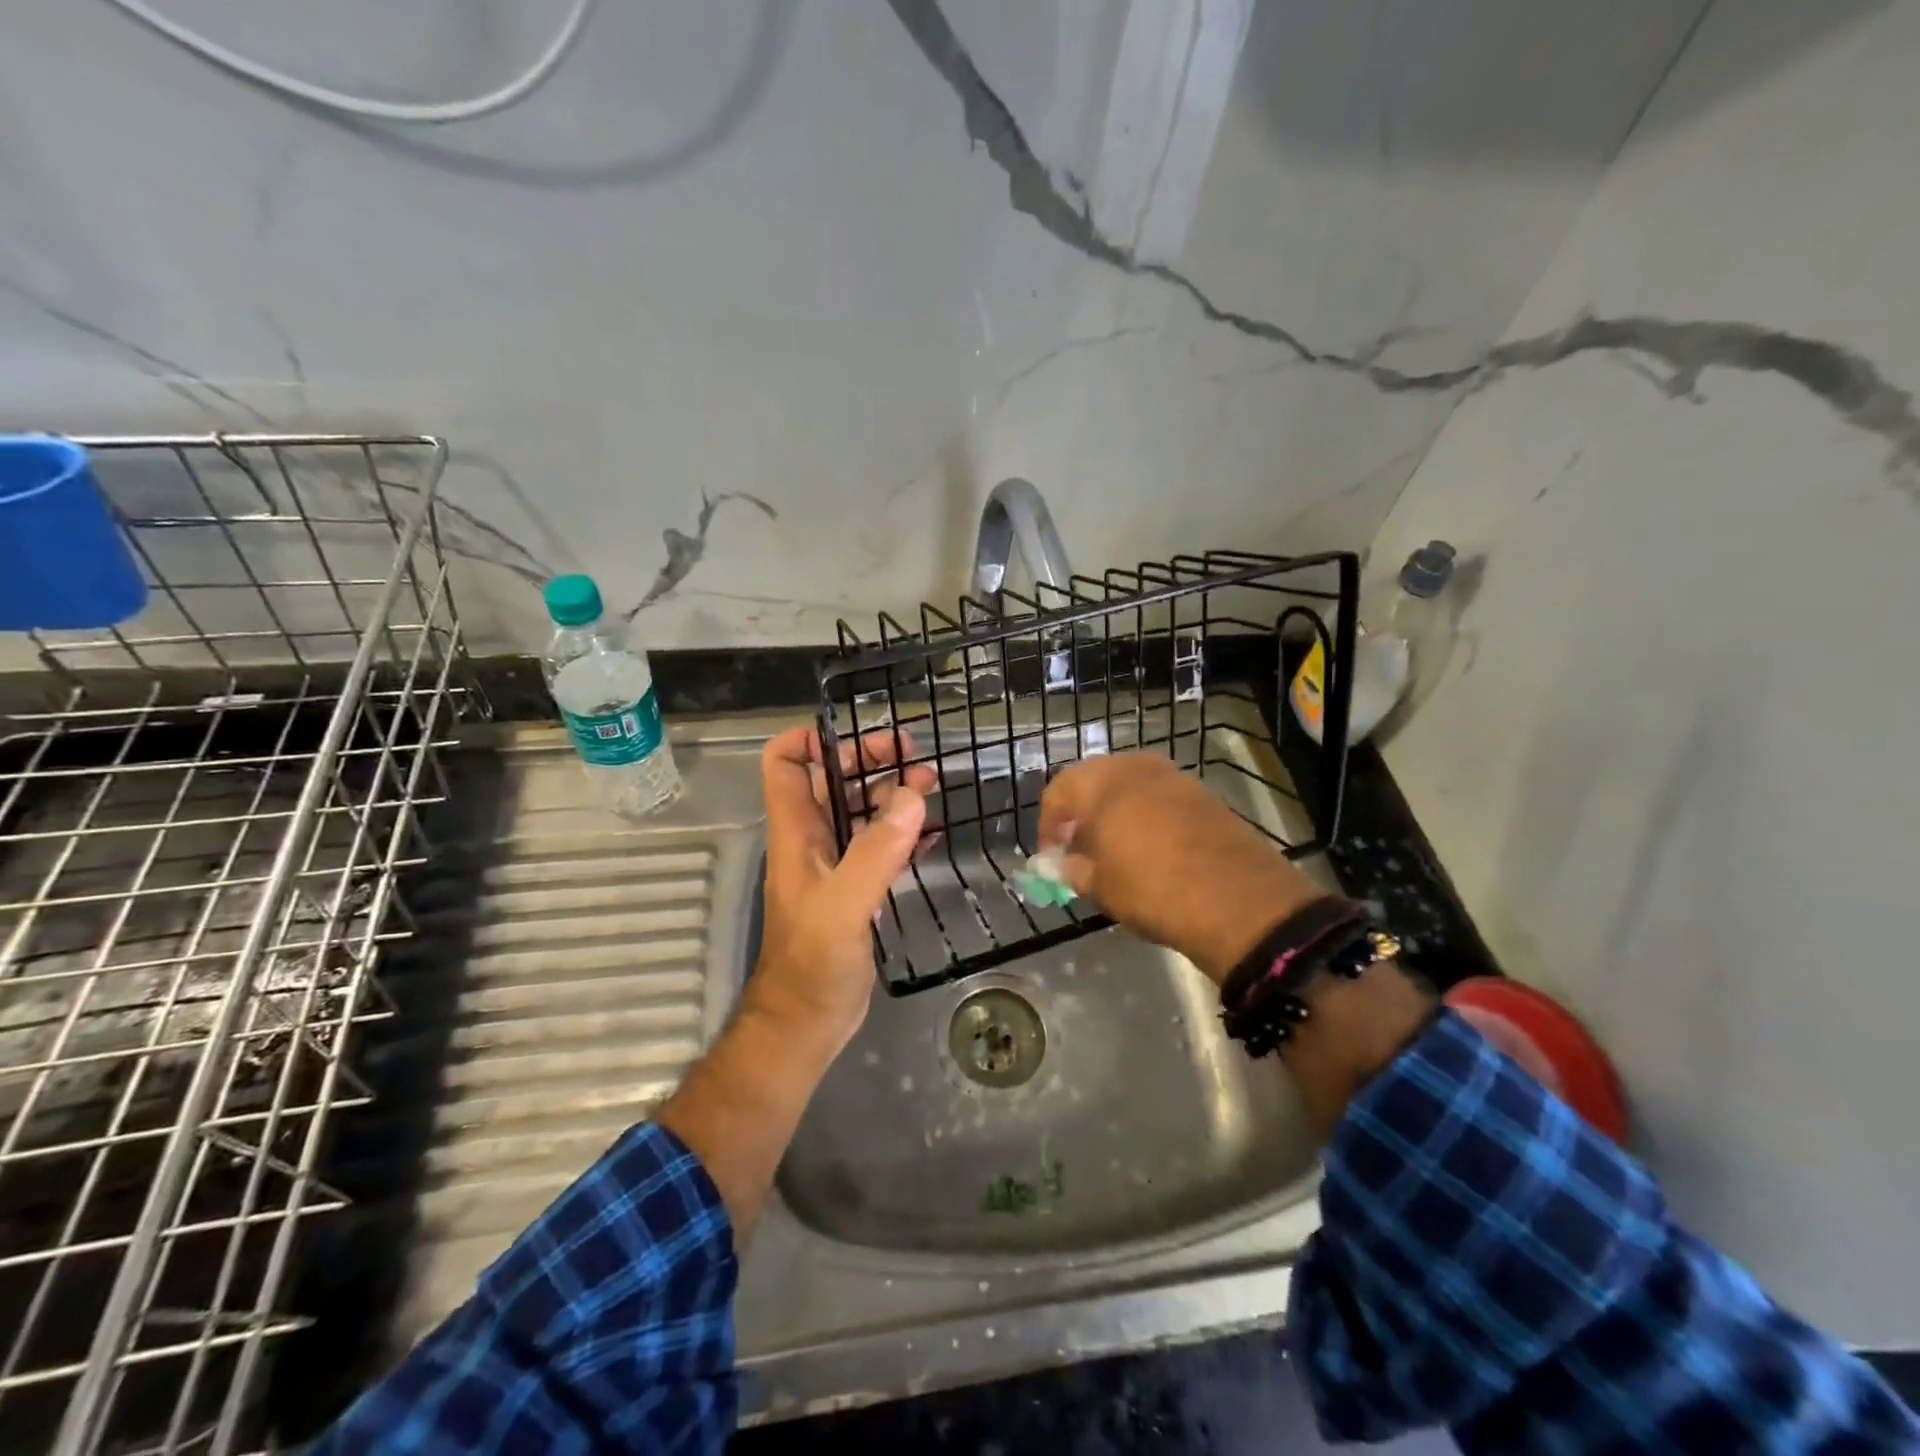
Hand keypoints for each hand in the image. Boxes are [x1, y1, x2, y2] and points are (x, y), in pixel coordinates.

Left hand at [748, 725, 935, 1047]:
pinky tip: (931, 831)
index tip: (859, 736)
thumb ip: (875, 852)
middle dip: (868, 760)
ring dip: (891, 793)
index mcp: (796, 833)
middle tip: (914, 756)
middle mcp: (812, 841)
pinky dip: (903, 832)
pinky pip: (880, 846)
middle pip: (832, 780)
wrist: (807, 1023)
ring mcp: (835, 866)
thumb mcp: (843, 906)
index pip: (785, 764)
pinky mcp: (856, 890)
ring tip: (932, 784)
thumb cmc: (813, 964)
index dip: (811, 739)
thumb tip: (911, 795)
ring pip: (860, 812)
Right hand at [1037, 753, 1322, 983]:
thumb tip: (1062, 864)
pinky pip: (1161, 798)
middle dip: (1082, 814)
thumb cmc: (1152, 889)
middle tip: (1080, 850)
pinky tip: (1154, 852)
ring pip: (1130, 787)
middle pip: (1095, 782)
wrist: (1239, 901)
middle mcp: (1136, 767)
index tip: (1052, 857)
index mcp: (1101, 782)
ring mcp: (1175, 777)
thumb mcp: (1100, 886)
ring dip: (1116, 814)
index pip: (1058, 791)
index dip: (1049, 825)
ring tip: (1117, 853)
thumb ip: (1072, 868)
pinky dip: (1148, 817)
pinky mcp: (1205, 795)